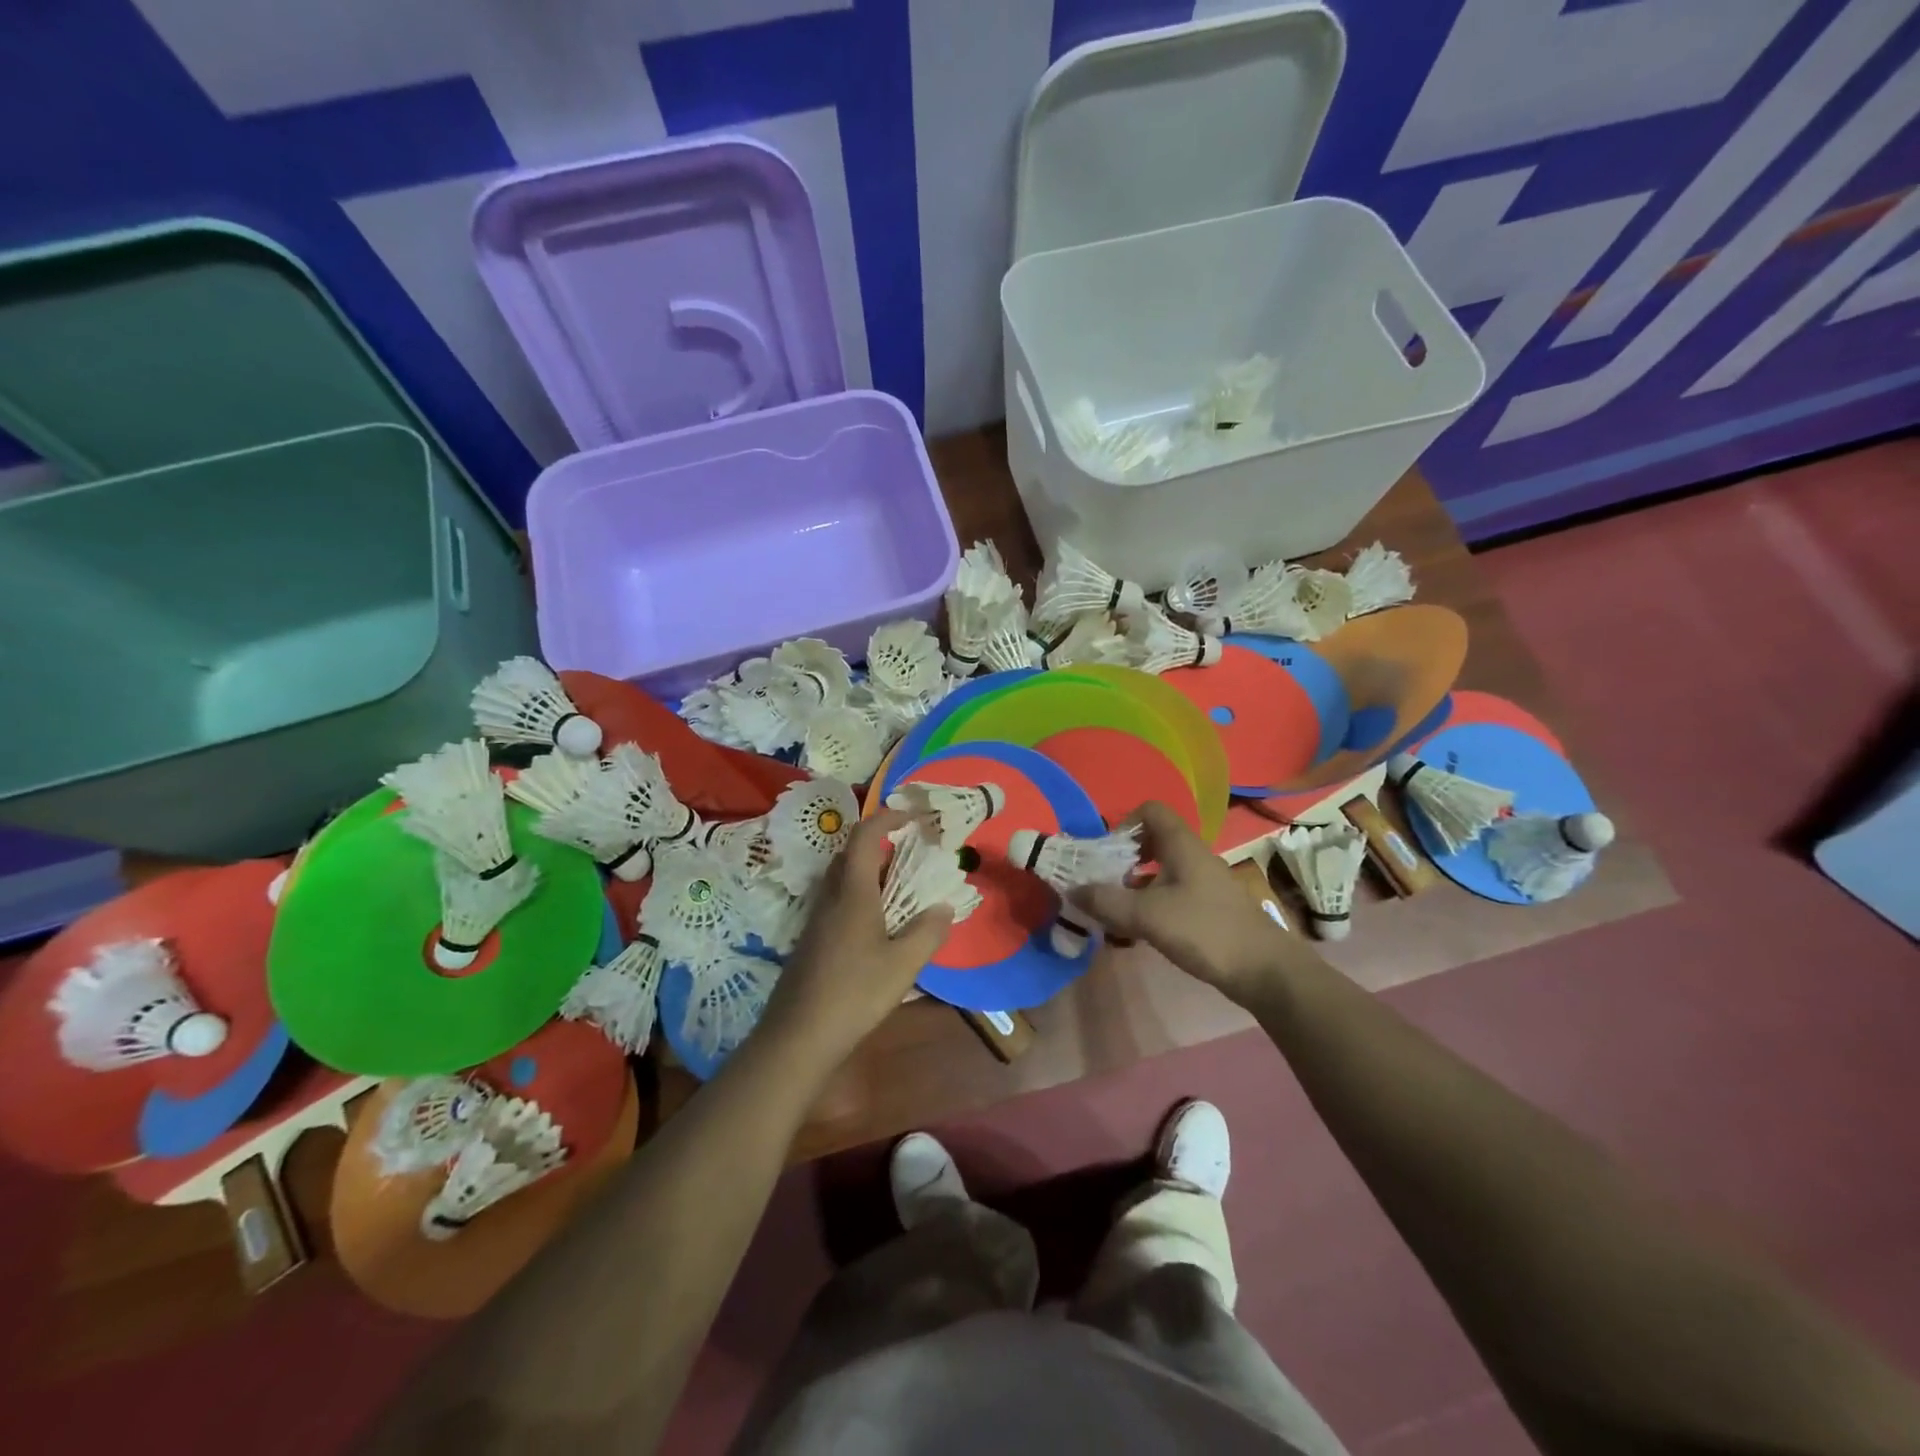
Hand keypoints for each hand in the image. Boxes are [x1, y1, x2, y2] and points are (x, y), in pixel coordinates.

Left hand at [760, 809, 953, 1067]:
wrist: (798, 1036)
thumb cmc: (854, 993)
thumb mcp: (903, 964)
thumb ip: (928, 931)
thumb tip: (943, 906)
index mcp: (852, 892)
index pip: (865, 836)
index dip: (888, 817)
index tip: (915, 816)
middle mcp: (830, 897)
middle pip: (852, 854)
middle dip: (882, 844)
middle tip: (913, 853)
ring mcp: (817, 919)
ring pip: (844, 879)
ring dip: (873, 872)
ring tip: (903, 888)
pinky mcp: (813, 940)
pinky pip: (840, 901)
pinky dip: (863, 897)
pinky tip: (881, 925)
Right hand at [1072, 802, 1297, 1003]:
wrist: (1265, 971)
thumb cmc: (1206, 930)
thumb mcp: (1148, 916)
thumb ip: (1107, 902)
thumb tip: (1072, 890)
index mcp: (1182, 845)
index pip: (1150, 810)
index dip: (1124, 824)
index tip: (1106, 853)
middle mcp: (1192, 857)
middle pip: (1151, 841)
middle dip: (1121, 860)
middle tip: (1102, 884)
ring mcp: (1202, 883)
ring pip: (1159, 871)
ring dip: (1133, 887)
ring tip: (1113, 913)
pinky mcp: (1207, 908)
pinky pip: (1170, 895)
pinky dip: (1149, 906)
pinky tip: (1136, 933)